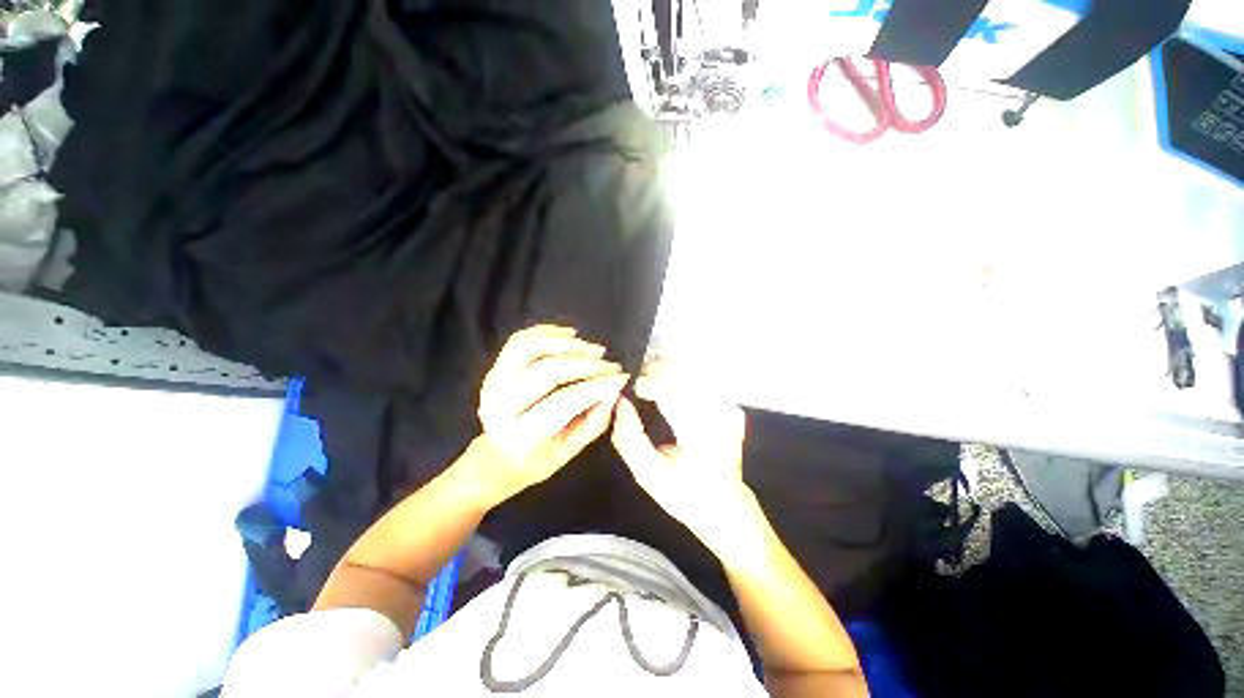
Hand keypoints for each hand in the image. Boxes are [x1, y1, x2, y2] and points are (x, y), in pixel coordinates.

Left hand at [471, 325, 628, 507]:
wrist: (498, 456)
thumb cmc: (539, 458)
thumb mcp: (571, 449)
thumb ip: (595, 419)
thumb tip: (615, 387)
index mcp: (521, 435)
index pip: (564, 401)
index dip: (596, 385)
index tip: (621, 377)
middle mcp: (500, 406)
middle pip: (547, 371)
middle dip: (585, 364)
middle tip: (610, 364)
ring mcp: (493, 382)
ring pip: (530, 348)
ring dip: (567, 344)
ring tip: (594, 349)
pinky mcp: (494, 368)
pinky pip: (520, 339)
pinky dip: (547, 332)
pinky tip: (571, 335)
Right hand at [610, 361, 753, 551]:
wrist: (724, 504)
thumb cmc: (684, 493)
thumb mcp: (648, 474)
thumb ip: (629, 437)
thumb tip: (619, 402)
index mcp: (702, 436)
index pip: (677, 392)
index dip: (651, 382)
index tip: (633, 387)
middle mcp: (721, 416)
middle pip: (686, 374)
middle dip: (657, 370)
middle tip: (637, 379)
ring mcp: (729, 407)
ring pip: (695, 371)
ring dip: (668, 368)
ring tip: (649, 378)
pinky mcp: (730, 404)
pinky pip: (703, 377)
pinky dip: (681, 374)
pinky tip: (668, 382)